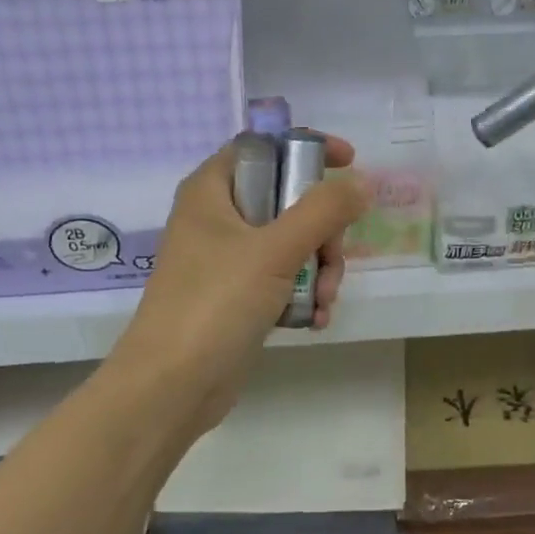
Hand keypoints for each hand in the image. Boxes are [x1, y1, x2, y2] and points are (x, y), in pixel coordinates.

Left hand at [109, 135, 368, 440]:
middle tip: (332, 258)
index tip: (349, 162)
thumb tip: (363, 182)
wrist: (171, 387)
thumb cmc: (215, 304)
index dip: (306, 148)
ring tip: (324, 301)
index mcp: (212, 191)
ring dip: (320, 269)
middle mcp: (218, 219)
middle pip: (288, 200)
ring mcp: (227, 261)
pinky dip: (304, 295)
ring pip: (292, 244)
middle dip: (323, 231)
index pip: (264, 146)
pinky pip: (284, 280)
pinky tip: (315, 320)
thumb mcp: (275, 250)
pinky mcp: (237, 298)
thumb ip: (323, 211)